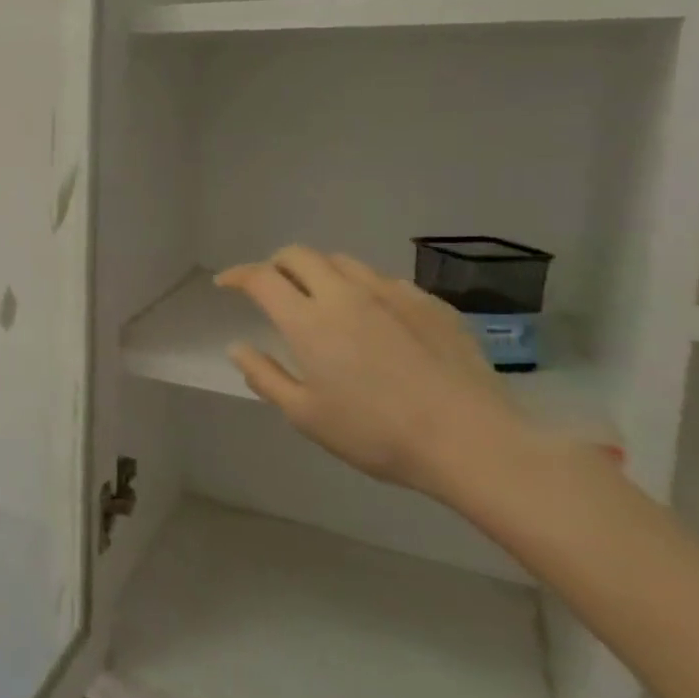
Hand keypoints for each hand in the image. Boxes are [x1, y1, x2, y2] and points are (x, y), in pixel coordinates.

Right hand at [214, 247, 530, 501]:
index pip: (261, 278)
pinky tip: (372, 318)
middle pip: (299, 255)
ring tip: (320, 299)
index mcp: (308, 321)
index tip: (226, 284)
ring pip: (342, 261)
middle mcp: (345, 294)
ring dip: (319, 272)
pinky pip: (384, 280)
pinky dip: (362, 288)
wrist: (472, 442)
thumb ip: (265, 376)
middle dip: (276, 264)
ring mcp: (392, 293)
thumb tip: (238, 347)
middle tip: (271, 288)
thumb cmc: (377, 434)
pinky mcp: (430, 303)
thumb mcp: (305, 416)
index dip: (237, 275)